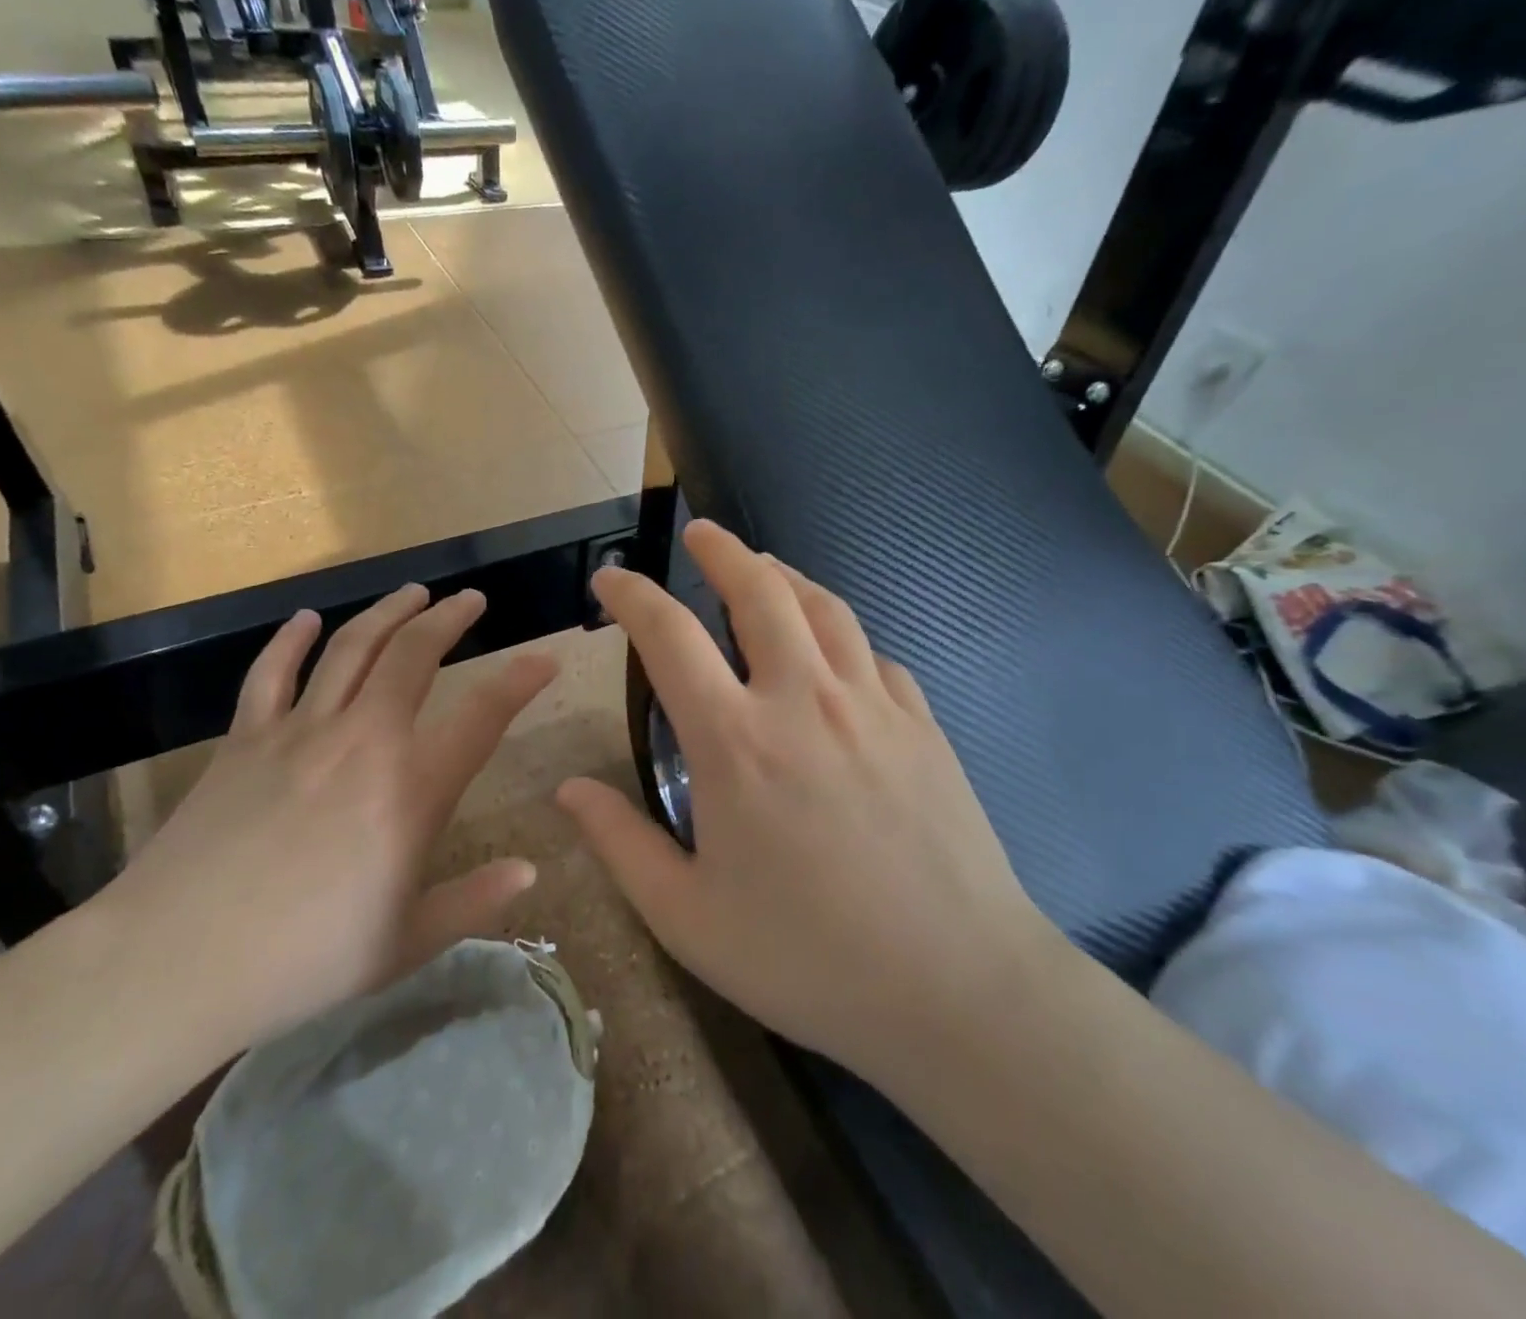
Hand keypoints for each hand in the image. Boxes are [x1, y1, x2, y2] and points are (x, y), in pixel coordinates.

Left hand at [95, 585, 555, 1053]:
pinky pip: (271, 673)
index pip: (482, 717)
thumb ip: (475, 901)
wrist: (174, 962)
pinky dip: (291, 640)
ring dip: (387, 613)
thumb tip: (531, 871)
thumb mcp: (406, 943)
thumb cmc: (303, 961)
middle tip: (470, 599)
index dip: (520, 682)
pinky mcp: (244, 739)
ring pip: (351, 649)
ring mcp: (298, 732)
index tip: (544, 660)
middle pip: (413, 656)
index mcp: (410, 791)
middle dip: (449, 618)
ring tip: (413, 592)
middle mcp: (362, 742)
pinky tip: (307, 618)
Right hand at [558, 520, 1059, 1086]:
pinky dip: (842, 636)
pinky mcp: (922, 724)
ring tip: (764, 568)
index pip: (668, 636)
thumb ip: (620, 843)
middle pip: (760, 590)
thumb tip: (568, 789)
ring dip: (786, 576)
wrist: (957, 990)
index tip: (610, 581)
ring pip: (824, 608)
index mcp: (735, 740)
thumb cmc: (807, 958)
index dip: (632, 596)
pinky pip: (874, 656)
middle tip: (701, 533)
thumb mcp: (687, 917)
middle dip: (722, 550)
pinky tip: (835, 652)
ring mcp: (871, 705)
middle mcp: (802, 700)